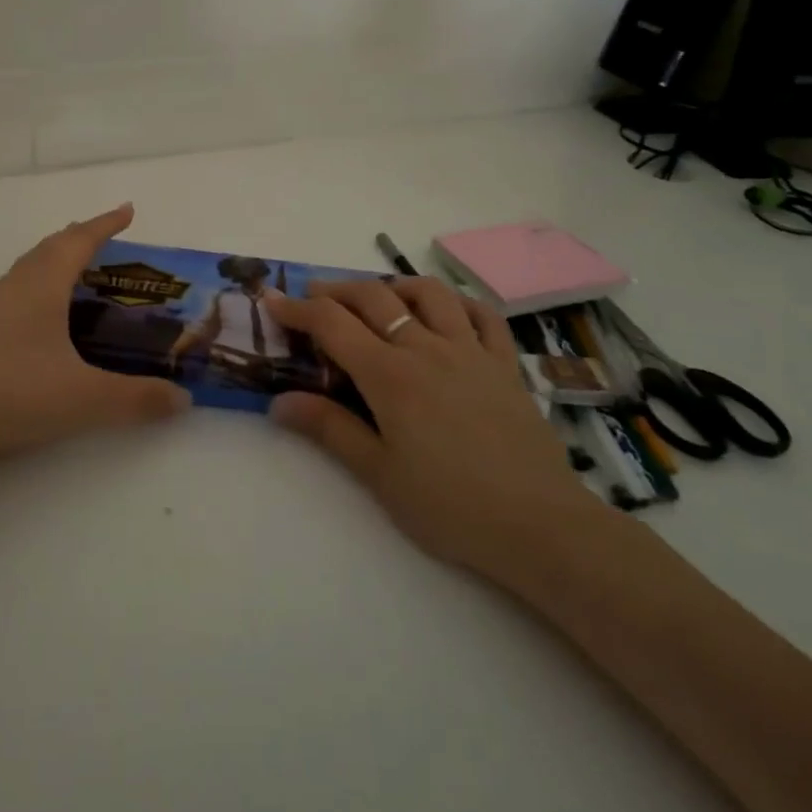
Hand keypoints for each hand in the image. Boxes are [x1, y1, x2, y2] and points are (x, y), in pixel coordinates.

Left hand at [0, 203, 190, 482]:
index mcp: (42, 286)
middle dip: (81, 237)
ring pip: (30, 268)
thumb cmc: (10, 394)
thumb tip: (183, 398)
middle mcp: (15, 287)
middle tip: (108, 240)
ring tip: (80, 273)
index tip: (128, 210)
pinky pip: (18, 291)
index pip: (79, 241)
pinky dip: (41, 286)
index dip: (106, 224)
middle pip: (51, 247)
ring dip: (57, 259)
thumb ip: (137, 399)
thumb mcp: (83, 399)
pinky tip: (45, 318)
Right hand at [264, 277, 601, 580]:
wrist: (539, 526)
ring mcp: (471, 352)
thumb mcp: (378, 473)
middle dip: (336, 291)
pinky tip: (444, 312)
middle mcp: (427, 349)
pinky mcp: (505, 365)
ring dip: (393, 286)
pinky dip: (457, 303)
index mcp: (390, 375)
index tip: (272, 302)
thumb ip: (328, 429)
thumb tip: (278, 402)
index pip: (332, 324)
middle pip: (374, 298)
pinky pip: (482, 316)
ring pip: (428, 294)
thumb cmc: (449, 505)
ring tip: (377, 298)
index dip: (297, 309)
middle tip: (313, 298)